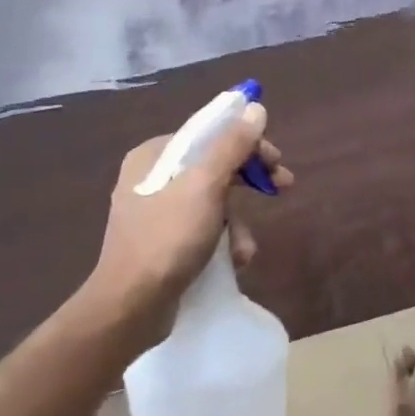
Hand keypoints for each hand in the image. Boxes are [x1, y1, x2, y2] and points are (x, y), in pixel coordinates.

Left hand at [83, 103, 291, 349]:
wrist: (131, 307)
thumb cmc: (168, 239)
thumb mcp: (206, 186)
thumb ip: (232, 145)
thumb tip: (255, 108)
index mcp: (155, 155)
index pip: (211, 133)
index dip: (248, 142)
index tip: (277, 161)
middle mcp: (153, 176)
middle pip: (215, 164)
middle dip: (249, 181)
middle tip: (282, 188)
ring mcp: (157, 210)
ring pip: (214, 199)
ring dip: (238, 221)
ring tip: (244, 248)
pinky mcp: (163, 241)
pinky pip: (204, 226)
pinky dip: (223, 239)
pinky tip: (233, 260)